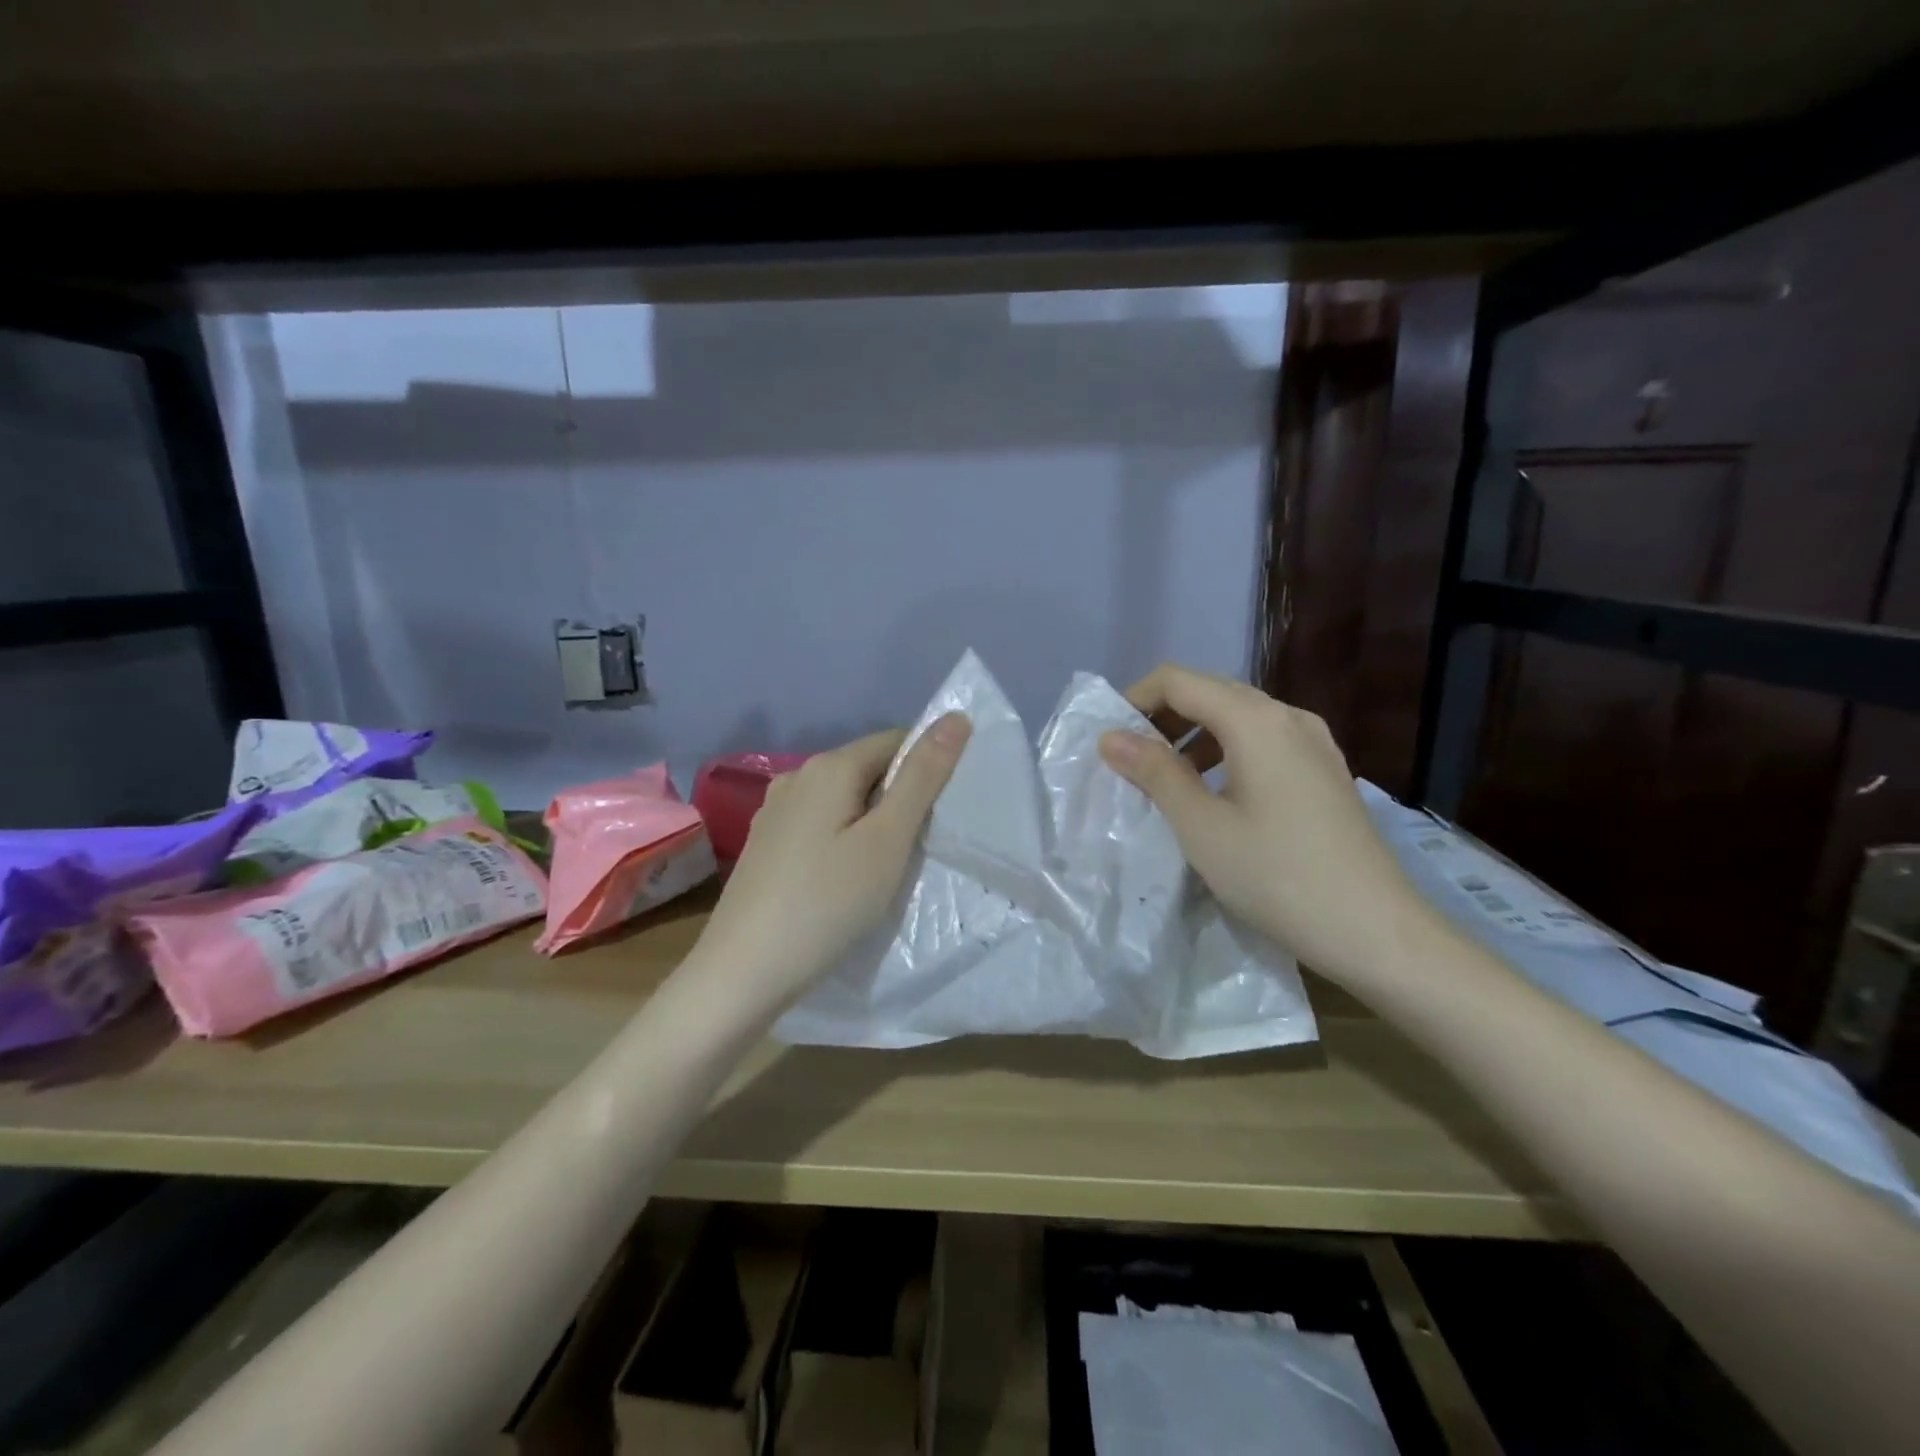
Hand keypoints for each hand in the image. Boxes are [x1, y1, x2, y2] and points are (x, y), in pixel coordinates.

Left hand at [691, 714, 970, 1011]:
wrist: (743, 971)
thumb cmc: (827, 902)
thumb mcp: (888, 839)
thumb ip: (922, 777)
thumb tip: (955, 717)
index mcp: (828, 766)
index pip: (895, 741)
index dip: (927, 769)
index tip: (943, 814)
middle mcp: (797, 776)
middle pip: (867, 769)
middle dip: (900, 798)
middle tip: (920, 847)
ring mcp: (775, 811)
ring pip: (844, 800)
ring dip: (872, 821)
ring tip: (888, 866)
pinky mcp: (766, 844)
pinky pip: (820, 824)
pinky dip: (844, 839)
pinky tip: (846, 878)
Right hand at [1098, 664, 1428, 984]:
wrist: (1376, 931)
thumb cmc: (1277, 876)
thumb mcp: (1201, 826)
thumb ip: (1154, 773)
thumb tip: (1111, 737)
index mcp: (1256, 719)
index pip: (1178, 680)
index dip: (1135, 700)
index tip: (1109, 740)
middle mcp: (1289, 715)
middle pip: (1210, 692)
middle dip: (1163, 717)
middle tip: (1129, 760)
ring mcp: (1315, 742)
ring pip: (1239, 717)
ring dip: (1193, 735)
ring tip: (1166, 778)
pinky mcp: (1326, 770)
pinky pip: (1264, 741)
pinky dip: (1226, 752)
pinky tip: (1216, 793)